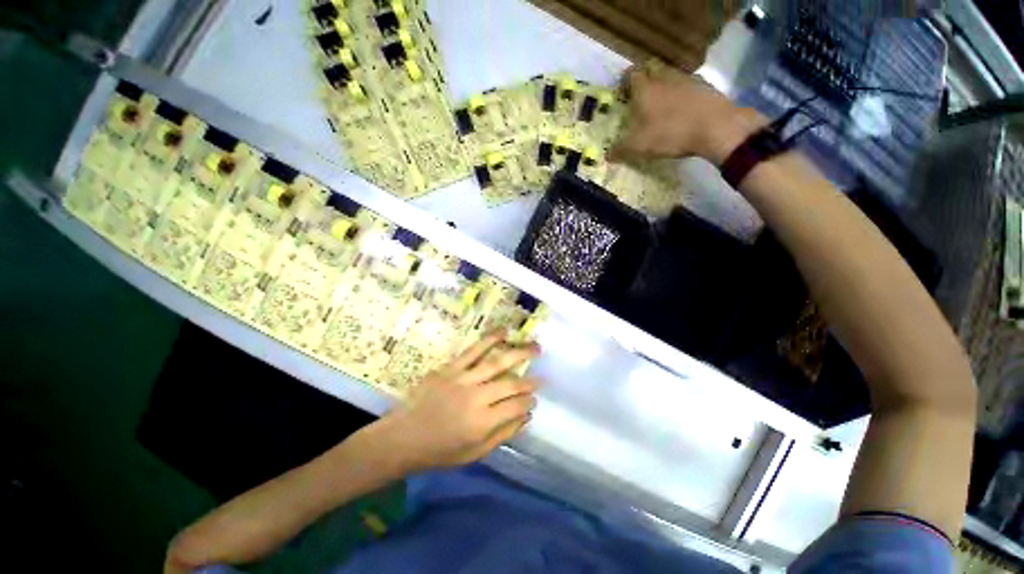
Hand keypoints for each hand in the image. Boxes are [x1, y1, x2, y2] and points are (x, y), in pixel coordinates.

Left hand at [370, 332, 540, 472]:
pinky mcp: (451, 368)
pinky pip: (474, 350)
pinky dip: (490, 340)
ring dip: (519, 352)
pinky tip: (504, 332)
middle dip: (530, 380)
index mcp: (482, 423)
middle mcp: (476, 398)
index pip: (516, 406)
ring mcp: (463, 379)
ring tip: (535, 347)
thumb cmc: (439, 451)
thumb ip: (503, 434)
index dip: (528, 402)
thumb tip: (527, 415)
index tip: (534, 399)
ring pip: (497, 362)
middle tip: (542, 376)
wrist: (402, 437)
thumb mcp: (474, 453)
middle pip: (511, 384)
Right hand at [608, 64, 766, 165]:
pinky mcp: (704, 86)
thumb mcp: (638, 147)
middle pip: (651, 69)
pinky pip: (687, 85)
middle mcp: (664, 78)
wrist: (715, 127)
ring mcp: (686, 79)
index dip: (624, 82)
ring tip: (660, 105)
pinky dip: (681, 93)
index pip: (631, 75)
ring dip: (663, 85)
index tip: (622, 94)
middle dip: (644, 79)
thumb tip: (607, 156)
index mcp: (645, 88)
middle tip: (640, 97)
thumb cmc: (669, 133)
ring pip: (670, 76)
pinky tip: (681, 110)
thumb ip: (620, 150)